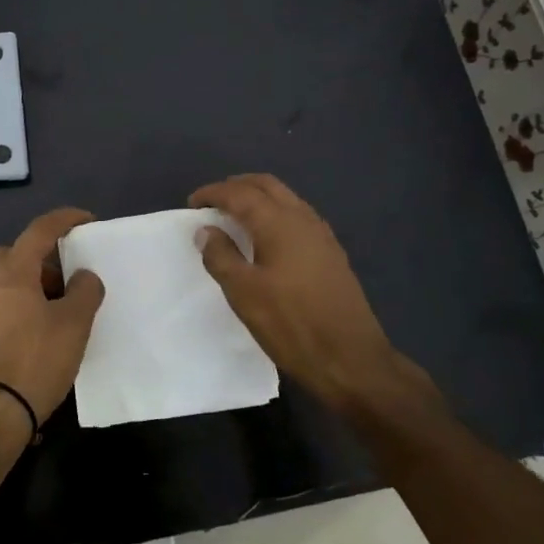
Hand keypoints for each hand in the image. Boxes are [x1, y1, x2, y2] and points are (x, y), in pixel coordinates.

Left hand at [0, 207, 105, 430]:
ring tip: (60, 305)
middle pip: (13, 252)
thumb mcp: (74, 323)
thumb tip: (83, 275)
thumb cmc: (36, 359)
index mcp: (12, 272)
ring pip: (4, 280)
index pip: (39, 231)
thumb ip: (85, 291)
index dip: (65, 220)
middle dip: (39, 256)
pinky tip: (42, 328)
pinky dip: (20, 304)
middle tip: (65, 274)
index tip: (87, 221)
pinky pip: (0, 304)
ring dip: (30, 282)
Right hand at [191, 174, 438, 416]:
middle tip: (213, 202)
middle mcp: (303, 218)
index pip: (240, 193)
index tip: (193, 203)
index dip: (213, 193)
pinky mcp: (331, 253)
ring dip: (258, 198)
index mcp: (278, 223)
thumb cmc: (291, 324)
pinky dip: (275, 213)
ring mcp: (321, 235)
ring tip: (236, 217)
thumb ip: (221, 256)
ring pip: (286, 198)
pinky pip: (298, 216)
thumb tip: (206, 230)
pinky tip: (267, 238)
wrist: (350, 358)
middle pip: (266, 185)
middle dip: (237, 186)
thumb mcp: (244, 293)